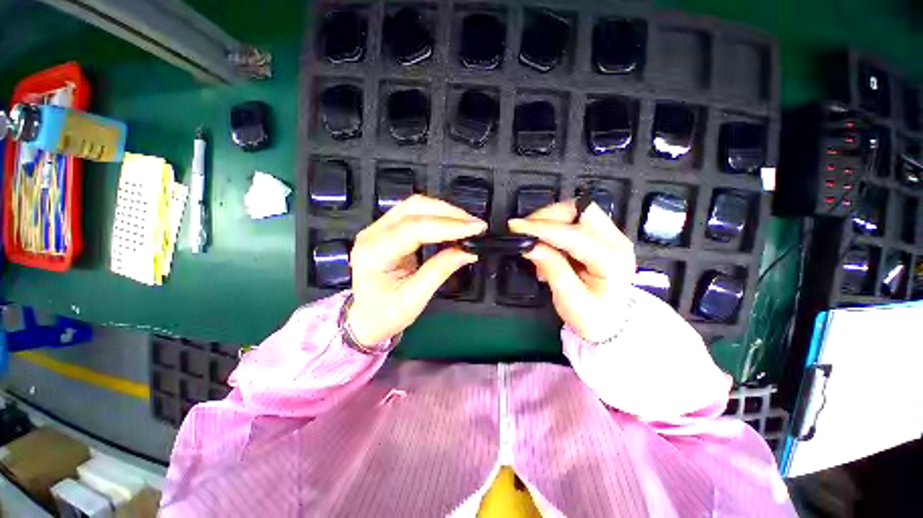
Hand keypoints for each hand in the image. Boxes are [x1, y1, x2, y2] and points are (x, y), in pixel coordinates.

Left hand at [347, 195, 486, 345]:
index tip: (475, 229)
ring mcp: (378, 228)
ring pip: (415, 206)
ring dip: (445, 212)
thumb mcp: (414, 299)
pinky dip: (438, 217)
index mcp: (374, 252)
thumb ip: (439, 271)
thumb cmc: (385, 314)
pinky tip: (453, 225)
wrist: (364, 318)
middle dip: (449, 214)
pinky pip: (415, 214)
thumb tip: (468, 252)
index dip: (448, 226)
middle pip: (414, 208)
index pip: (414, 228)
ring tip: (469, 224)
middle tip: (476, 226)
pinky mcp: (388, 229)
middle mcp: (372, 233)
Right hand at [509, 200, 635, 341]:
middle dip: (548, 216)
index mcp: (612, 261)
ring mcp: (611, 235)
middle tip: (525, 230)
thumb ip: (552, 269)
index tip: (516, 227)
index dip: (542, 228)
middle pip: (580, 210)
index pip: (573, 234)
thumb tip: (530, 246)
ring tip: (534, 239)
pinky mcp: (602, 235)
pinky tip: (545, 242)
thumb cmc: (592, 317)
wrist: (612, 323)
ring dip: (550, 219)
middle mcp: (616, 241)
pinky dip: (555, 225)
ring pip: (576, 210)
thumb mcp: (569, 299)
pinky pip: (574, 220)